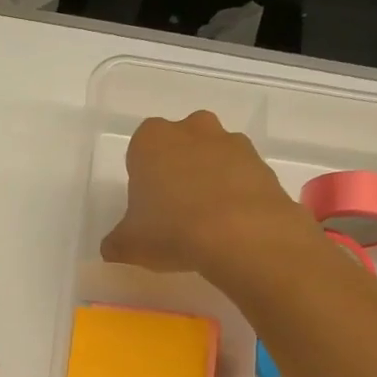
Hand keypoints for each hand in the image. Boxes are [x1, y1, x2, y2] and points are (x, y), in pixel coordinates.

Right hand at [101, 111, 303, 276]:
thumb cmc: (172, 230)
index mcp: (150, 140)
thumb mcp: (128, 245)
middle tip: (175, 211)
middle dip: (178, 170)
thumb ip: (116, 242)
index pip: (139, 151)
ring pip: (213, 157)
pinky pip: (242, 176)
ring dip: (210, 179)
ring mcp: (231, 143)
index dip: (143, 179)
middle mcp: (191, 130)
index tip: (147, 207)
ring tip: (207, 222)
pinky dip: (237, 194)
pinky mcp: (263, 164)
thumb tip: (113, 247)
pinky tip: (232, 226)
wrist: (243, 235)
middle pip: (180, 145)